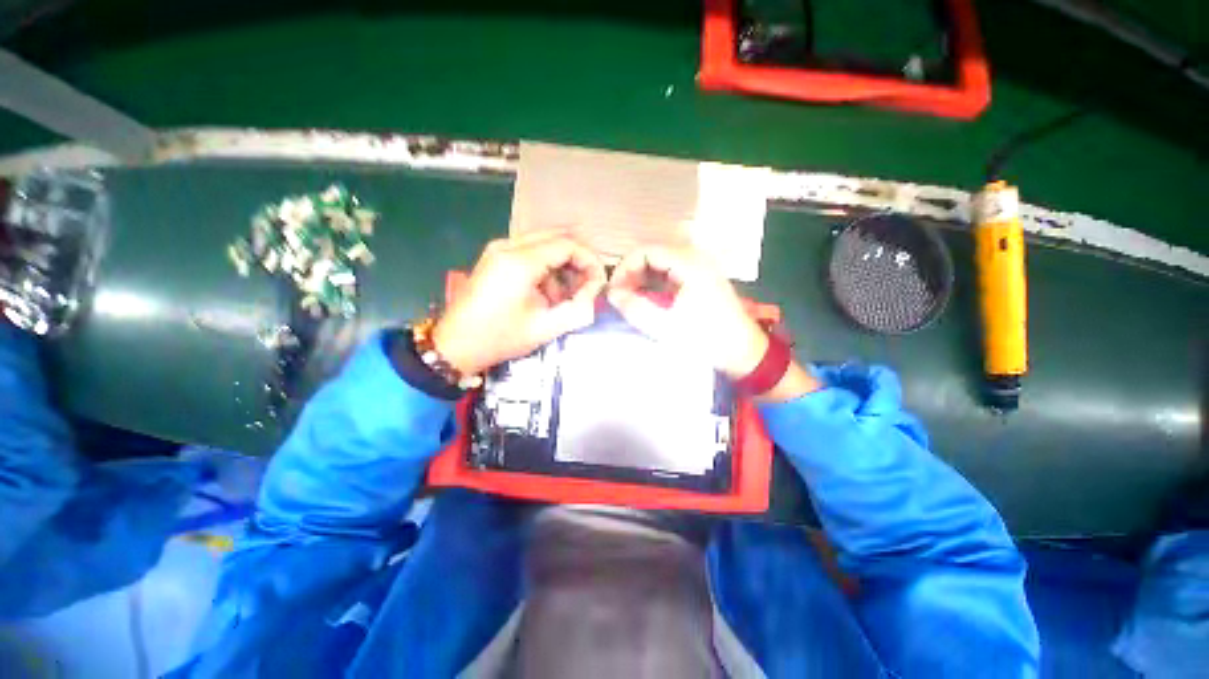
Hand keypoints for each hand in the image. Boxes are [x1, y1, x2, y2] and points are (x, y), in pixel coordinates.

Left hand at [433, 230, 606, 374]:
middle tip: (590, 283)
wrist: (455, 345)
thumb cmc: (500, 338)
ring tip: (569, 293)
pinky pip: (531, 251)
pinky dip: (547, 267)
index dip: (590, 260)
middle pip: (557, 237)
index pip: (567, 244)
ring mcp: (499, 249)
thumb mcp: (545, 328)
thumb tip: (595, 290)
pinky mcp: (495, 257)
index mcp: (521, 262)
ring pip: (545, 243)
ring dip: (563, 263)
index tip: (599, 282)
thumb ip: (578, 308)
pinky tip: (549, 292)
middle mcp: (509, 246)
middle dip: (579, 258)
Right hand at [607, 246, 819, 400]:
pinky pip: (670, 272)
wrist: (742, 352)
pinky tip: (646, 299)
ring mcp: (699, 267)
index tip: (613, 290)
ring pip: (660, 263)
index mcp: (689, 264)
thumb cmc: (705, 339)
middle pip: (653, 254)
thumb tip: (611, 293)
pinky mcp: (700, 279)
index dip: (625, 267)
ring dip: (641, 278)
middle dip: (631, 273)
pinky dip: (654, 282)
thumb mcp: (666, 327)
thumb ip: (635, 308)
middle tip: (618, 296)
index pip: (646, 251)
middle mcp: (695, 258)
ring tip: (628, 298)